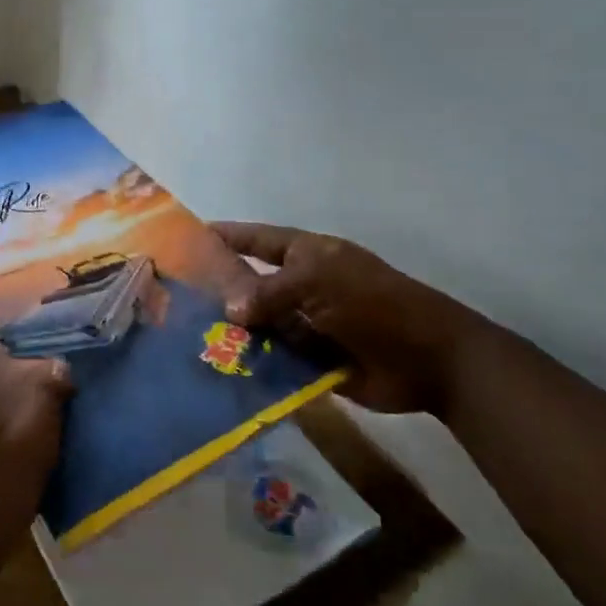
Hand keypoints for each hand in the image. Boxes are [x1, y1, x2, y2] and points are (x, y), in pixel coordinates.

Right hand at [213, 223, 491, 418]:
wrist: (429, 360)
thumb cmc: (374, 304)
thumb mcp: (318, 282)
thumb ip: (269, 292)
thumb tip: (229, 310)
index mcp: (307, 256)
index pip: (257, 239)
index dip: (227, 236)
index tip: (189, 237)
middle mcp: (302, 287)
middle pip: (252, 283)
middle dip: (220, 289)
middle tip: (176, 298)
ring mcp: (306, 324)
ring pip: (259, 324)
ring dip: (232, 331)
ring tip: (187, 338)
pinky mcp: (311, 361)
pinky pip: (273, 358)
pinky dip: (252, 363)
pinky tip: (220, 369)